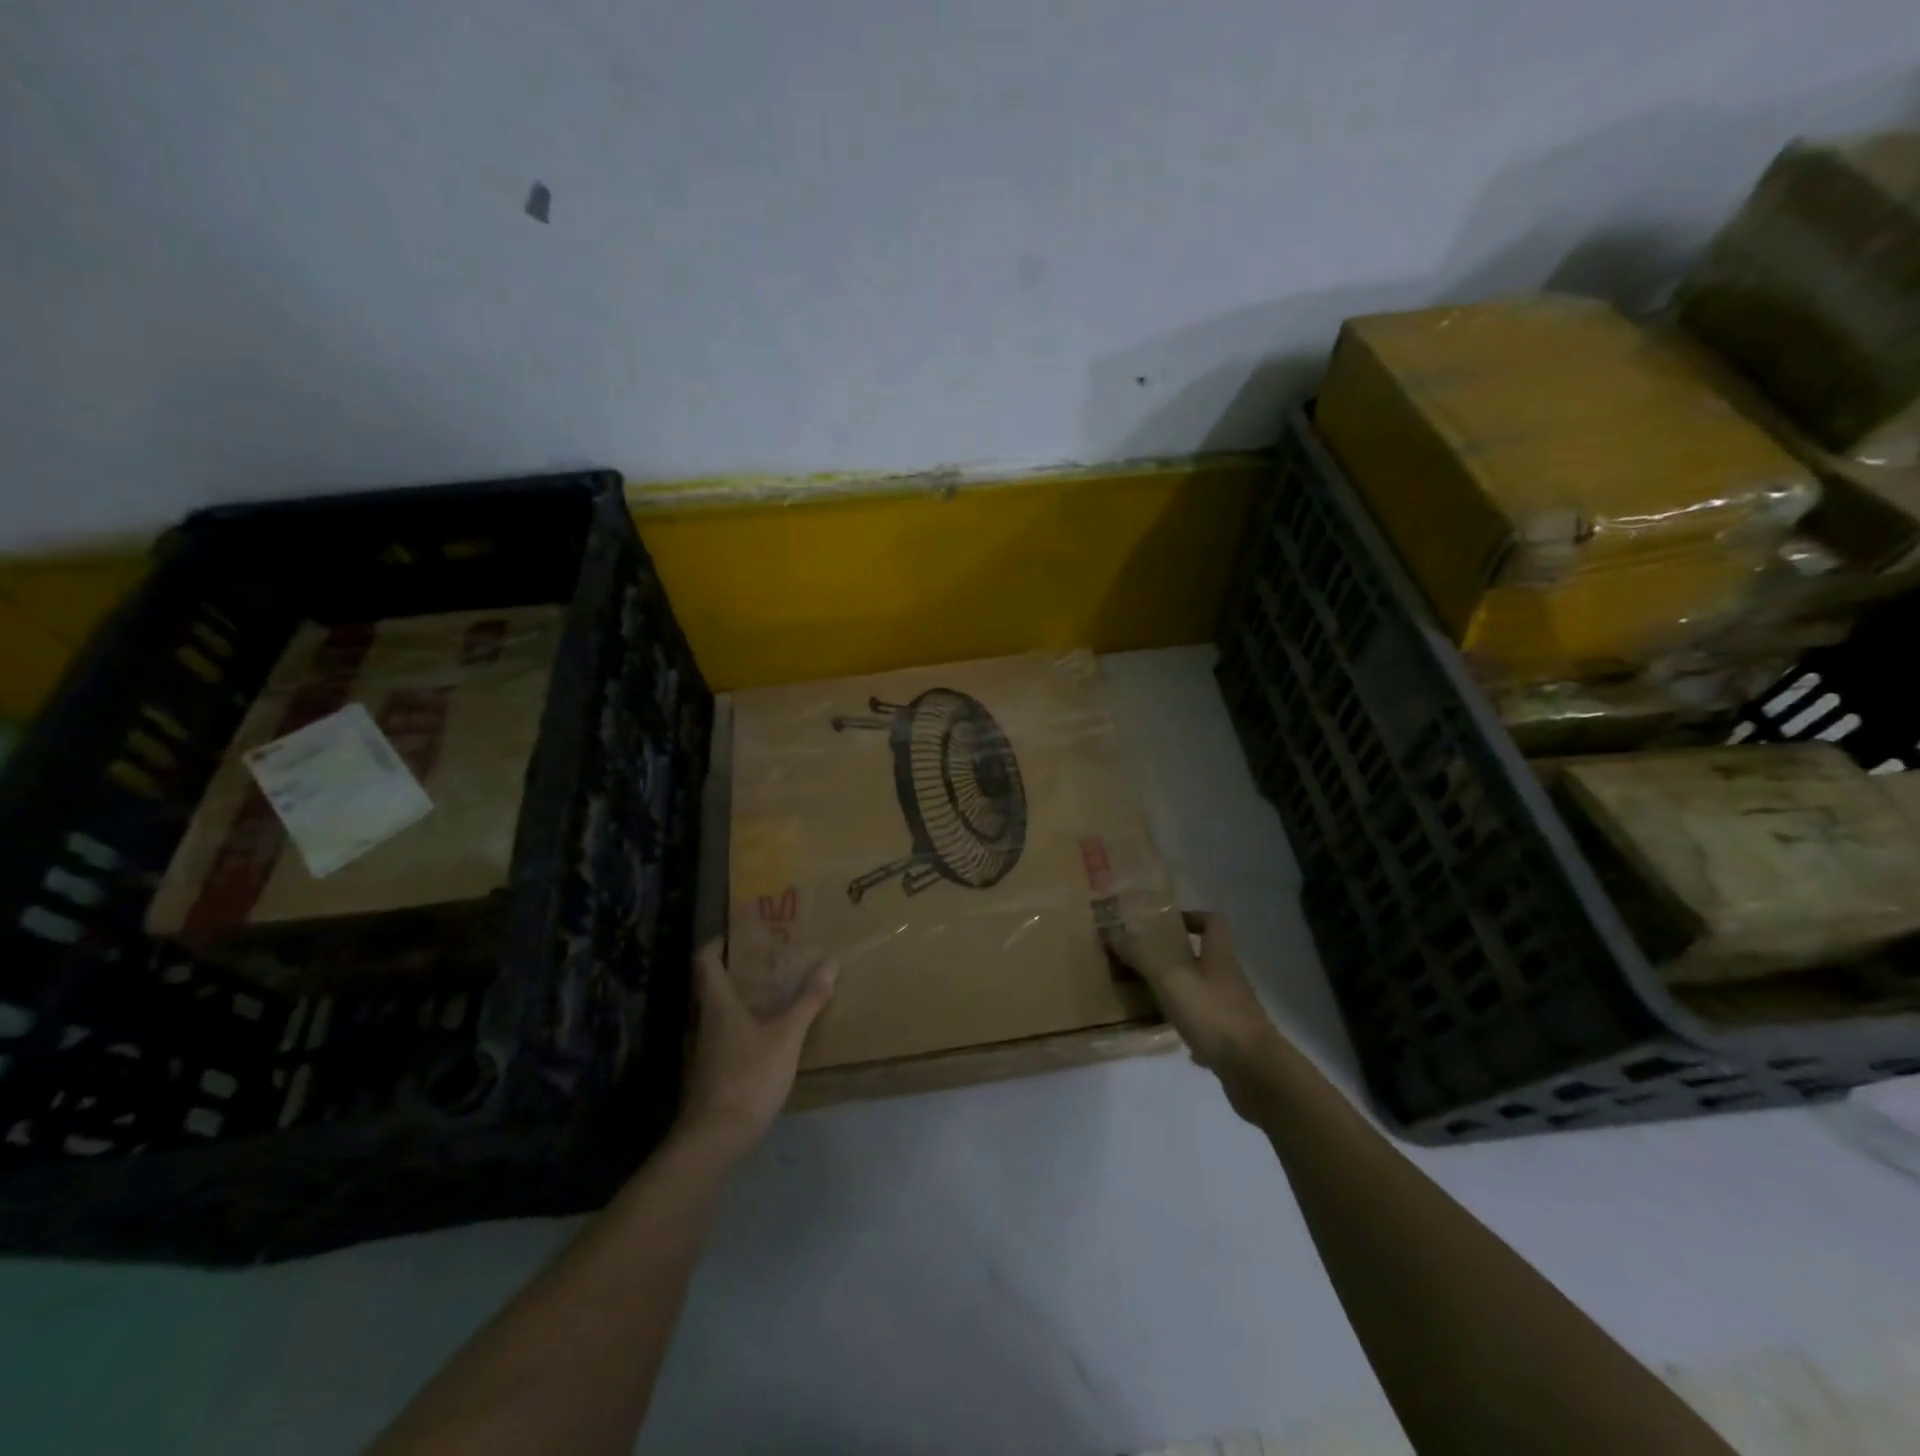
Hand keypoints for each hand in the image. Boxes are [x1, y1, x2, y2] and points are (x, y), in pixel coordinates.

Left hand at [677, 939, 836, 1158]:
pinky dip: (739, 1029)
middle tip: (765, 962)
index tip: (737, 934)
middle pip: (711, 987)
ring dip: (738, 1002)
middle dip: (734, 972)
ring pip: (716, 1014)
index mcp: (717, 1004)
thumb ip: (808, 1001)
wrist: (715, 1139)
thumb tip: (830, 963)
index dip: (716, 943)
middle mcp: (703, 1021)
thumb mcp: (787, 1036)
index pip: (704, 961)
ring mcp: (702, 1051)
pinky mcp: (707, 1074)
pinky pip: (722, 1039)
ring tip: (769, 996)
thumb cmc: (749, 1076)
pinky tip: (763, 1038)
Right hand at [1113, 912, 1284, 1117]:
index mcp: (1219, 958)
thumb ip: (1142, 956)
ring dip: (1180, 993)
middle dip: (1176, 958)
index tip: (1165, 925)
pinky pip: (1208, 1027)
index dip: (1192, 917)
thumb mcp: (1171, 980)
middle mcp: (1229, 980)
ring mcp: (1234, 1012)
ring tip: (1150, 998)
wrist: (1256, 1072)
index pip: (1213, 923)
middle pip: (1206, 958)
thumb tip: (1113, 932)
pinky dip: (1190, 1028)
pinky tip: (1172, 1037)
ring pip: (1204, 993)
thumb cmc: (1214, 1015)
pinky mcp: (1233, 1042)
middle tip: (1144, 961)